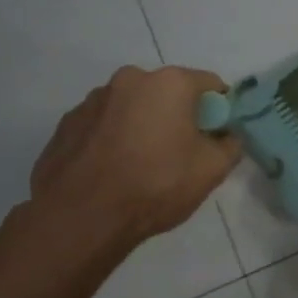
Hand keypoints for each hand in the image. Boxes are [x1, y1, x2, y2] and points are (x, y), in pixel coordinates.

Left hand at [30, 66, 241, 244]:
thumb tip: (226, 136)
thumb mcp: (213, 169)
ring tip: (141, 163)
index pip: (209, 84)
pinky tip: (113, 169)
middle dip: (177, 114)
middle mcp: (130, 80)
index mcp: (169, 83)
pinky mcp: (67, 124)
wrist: (81, 217)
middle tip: (181, 151)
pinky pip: (103, 124)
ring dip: (142, 124)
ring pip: (133, 107)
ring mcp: (93, 100)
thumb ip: (230, 145)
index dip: (219, 109)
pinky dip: (113, 138)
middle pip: (167, 92)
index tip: (217, 135)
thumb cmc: (156, 185)